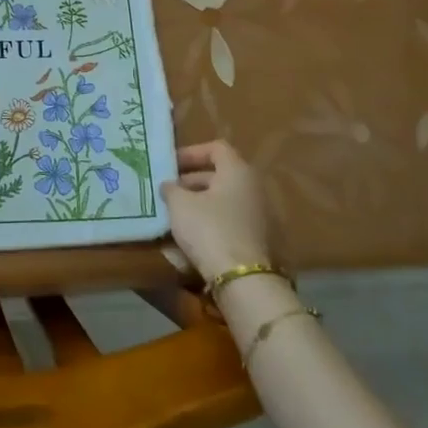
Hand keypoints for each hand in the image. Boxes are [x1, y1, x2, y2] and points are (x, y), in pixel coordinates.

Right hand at [162, 140, 275, 283]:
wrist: (242, 279)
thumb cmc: (209, 229)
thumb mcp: (179, 204)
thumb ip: (171, 188)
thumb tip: (169, 185)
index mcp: (238, 171)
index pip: (216, 148)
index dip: (191, 152)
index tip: (170, 165)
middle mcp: (253, 187)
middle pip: (219, 174)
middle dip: (191, 180)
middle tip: (168, 191)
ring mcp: (259, 214)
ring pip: (223, 199)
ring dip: (199, 202)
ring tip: (175, 214)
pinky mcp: (257, 238)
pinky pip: (229, 219)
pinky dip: (211, 221)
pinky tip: (191, 235)